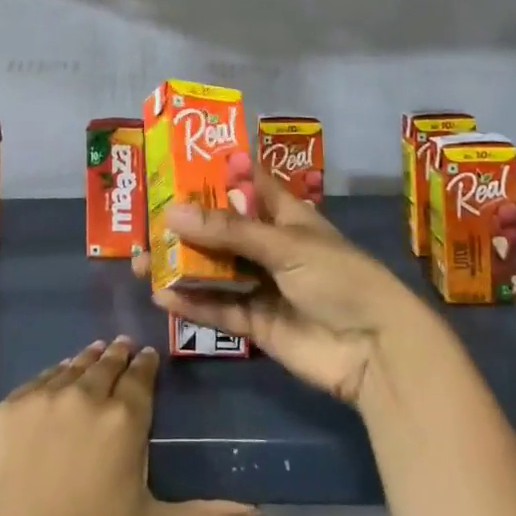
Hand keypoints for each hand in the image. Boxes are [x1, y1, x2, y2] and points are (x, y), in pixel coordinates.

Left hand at [0, 337, 258, 515]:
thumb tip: (257, 512)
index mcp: (125, 419)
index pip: (141, 376)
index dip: (146, 364)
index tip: (148, 357)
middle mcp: (86, 394)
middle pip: (106, 363)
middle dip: (118, 355)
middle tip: (123, 348)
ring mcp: (42, 397)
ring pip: (72, 367)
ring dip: (87, 360)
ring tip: (95, 354)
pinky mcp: (7, 408)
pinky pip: (38, 381)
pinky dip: (53, 376)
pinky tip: (57, 380)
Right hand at [134, 154, 422, 403]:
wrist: (374, 350)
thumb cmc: (338, 277)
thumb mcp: (285, 245)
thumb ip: (228, 231)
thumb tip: (172, 211)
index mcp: (285, 215)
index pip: (246, 185)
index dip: (215, 174)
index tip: (174, 164)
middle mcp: (270, 245)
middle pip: (221, 229)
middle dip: (185, 226)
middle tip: (146, 222)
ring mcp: (263, 285)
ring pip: (214, 270)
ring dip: (180, 265)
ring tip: (141, 262)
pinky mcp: (257, 323)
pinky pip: (219, 308)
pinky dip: (191, 303)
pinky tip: (161, 297)